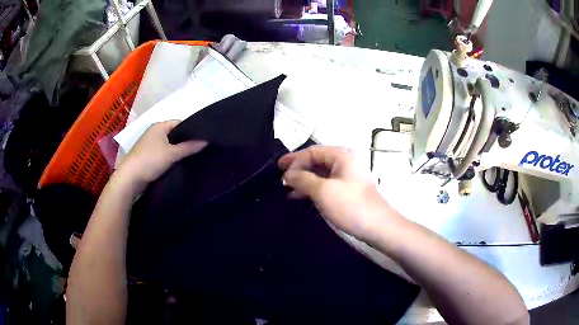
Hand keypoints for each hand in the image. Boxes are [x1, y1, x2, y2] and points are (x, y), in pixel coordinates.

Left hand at [115, 120, 206, 192]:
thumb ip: (189, 147)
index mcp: (159, 126)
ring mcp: (149, 144)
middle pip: (174, 134)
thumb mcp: (172, 154)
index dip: (191, 130)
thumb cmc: (150, 160)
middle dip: (185, 141)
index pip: (180, 123)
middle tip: (199, 149)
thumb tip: (207, 140)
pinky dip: (170, 157)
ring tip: (192, 157)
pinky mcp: (147, 156)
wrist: (130, 178)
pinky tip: (178, 163)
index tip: (203, 139)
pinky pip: (163, 153)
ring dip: (177, 150)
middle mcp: (154, 132)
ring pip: (168, 145)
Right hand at [278, 146, 398, 241]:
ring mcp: (347, 176)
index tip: (278, 170)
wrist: (377, 226)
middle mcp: (345, 162)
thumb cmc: (350, 205)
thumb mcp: (323, 191)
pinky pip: (326, 184)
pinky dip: (313, 188)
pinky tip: (301, 196)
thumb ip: (302, 179)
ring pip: (320, 173)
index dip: (294, 160)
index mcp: (341, 155)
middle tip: (280, 178)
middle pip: (316, 161)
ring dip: (304, 180)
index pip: (312, 151)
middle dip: (298, 169)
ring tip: (287, 190)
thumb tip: (287, 175)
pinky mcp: (348, 190)